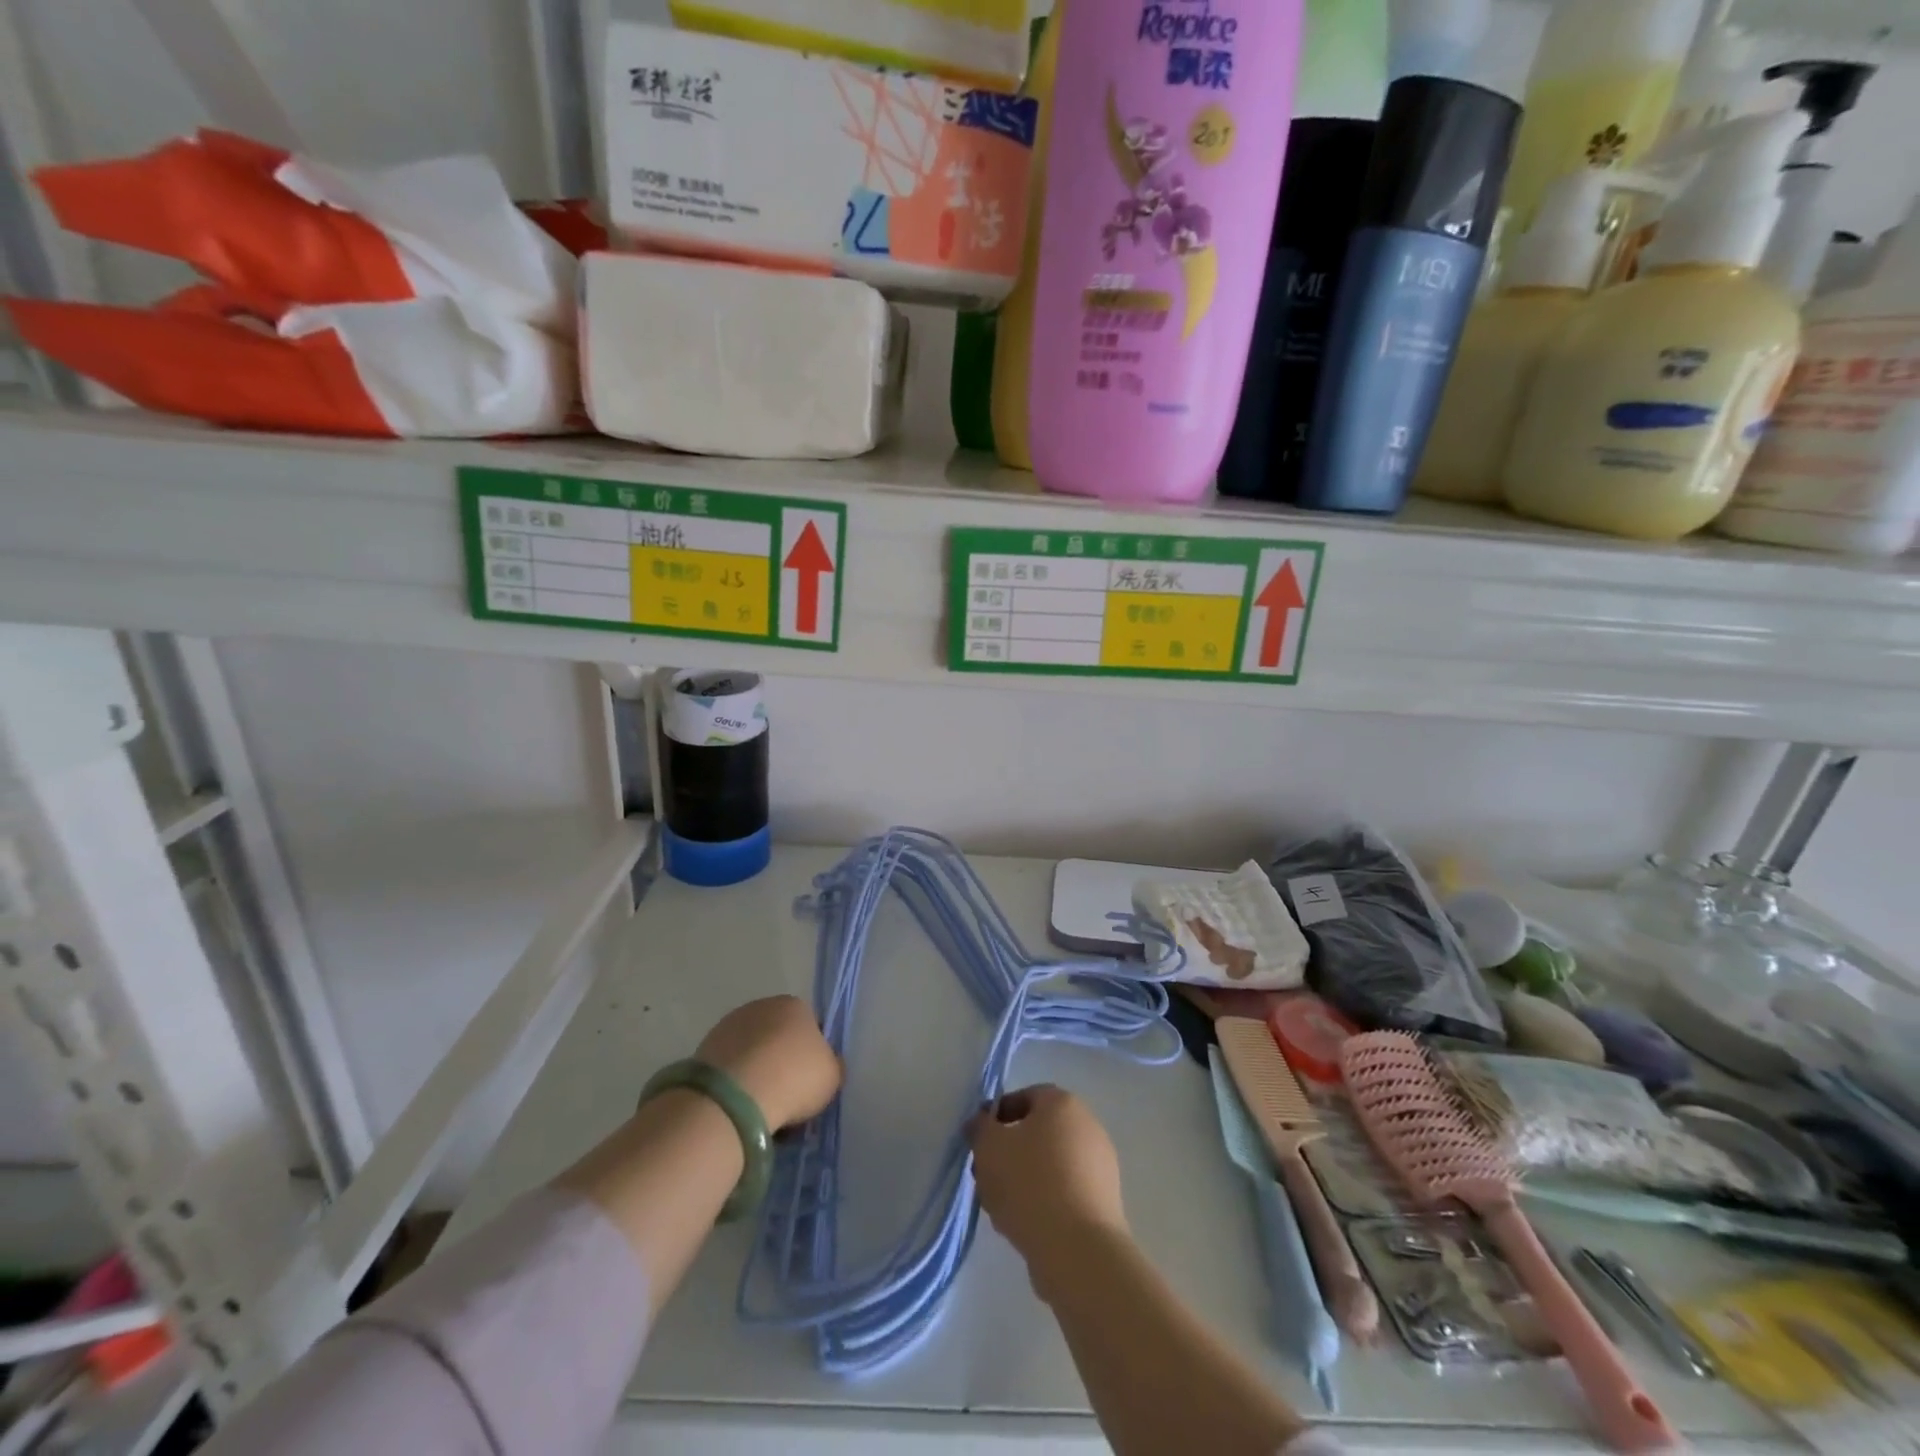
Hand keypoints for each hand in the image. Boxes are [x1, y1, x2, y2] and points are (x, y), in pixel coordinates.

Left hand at [696, 996, 840, 1131]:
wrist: (736, 1096)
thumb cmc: (794, 1078)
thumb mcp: (832, 1076)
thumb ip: (833, 1066)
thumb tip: (828, 1064)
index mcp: (795, 1005)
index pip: (811, 1026)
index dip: (813, 1055)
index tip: (810, 1082)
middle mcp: (762, 1006)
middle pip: (779, 1036)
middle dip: (782, 1061)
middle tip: (787, 1096)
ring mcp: (730, 1025)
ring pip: (752, 1051)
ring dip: (757, 1071)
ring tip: (761, 1106)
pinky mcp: (705, 1048)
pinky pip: (730, 1066)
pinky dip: (735, 1082)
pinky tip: (740, 1106)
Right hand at [968, 1085, 1128, 1271]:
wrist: (1078, 1250)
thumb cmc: (1029, 1183)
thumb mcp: (989, 1147)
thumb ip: (980, 1128)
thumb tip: (981, 1122)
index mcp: (1062, 1103)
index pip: (1025, 1097)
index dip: (998, 1116)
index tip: (979, 1141)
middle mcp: (1087, 1126)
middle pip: (1038, 1133)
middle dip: (1009, 1152)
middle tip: (986, 1176)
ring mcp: (1101, 1165)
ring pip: (1050, 1165)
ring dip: (1024, 1180)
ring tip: (1001, 1209)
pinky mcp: (1105, 1203)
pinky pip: (1065, 1192)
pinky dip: (1045, 1202)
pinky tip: (1026, 1226)